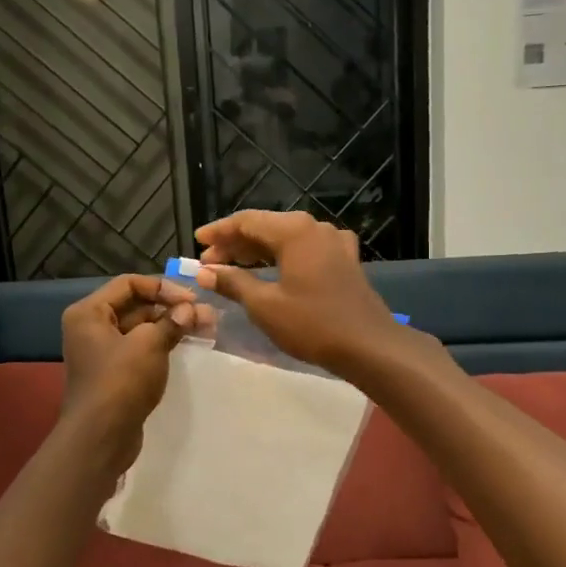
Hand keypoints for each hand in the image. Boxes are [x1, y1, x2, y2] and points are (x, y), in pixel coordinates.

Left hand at [60, 274, 195, 465]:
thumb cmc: (120, 382)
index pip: (129, 284)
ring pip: (140, 329)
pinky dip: (161, 345)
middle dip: (171, 308)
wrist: (100, 438)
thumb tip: (190, 310)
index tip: (192, 299)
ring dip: (170, 326)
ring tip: (205, 327)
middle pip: (135, 306)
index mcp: (89, 313)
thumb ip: (171, 322)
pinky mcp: (113, 374)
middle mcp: (90, 328)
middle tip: (206, 315)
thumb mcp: (149, 345)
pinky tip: (186, 345)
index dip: (162, 287)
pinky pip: (139, 349)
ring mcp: (101, 352)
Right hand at [195, 210, 406, 377]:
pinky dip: (282, 258)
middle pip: (266, 227)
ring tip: (232, 269)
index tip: (197, 243)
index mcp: (294, 231)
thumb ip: (233, 282)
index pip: (247, 221)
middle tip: (209, 264)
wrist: (368, 345)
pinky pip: (304, 250)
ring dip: (257, 251)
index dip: (219, 232)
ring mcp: (334, 242)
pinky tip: (271, 271)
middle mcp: (315, 227)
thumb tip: (205, 272)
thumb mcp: (264, 305)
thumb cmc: (312, 324)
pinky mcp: (344, 260)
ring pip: (286, 238)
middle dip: (235, 244)